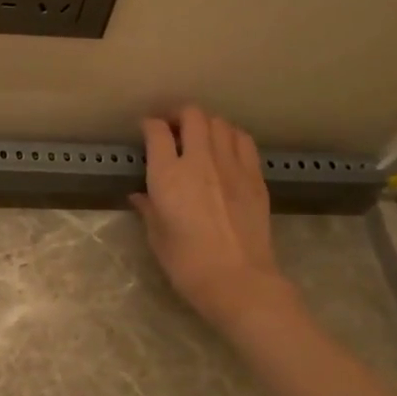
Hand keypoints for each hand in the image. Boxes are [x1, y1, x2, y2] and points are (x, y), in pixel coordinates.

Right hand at [132, 105, 296, 330]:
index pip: (157, 132)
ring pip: (220, 123)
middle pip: (192, 116)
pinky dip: (231, 137)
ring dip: (206, 124)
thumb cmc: (187, 263)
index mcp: (168, 175)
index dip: (150, 125)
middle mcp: (200, 161)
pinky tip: (226, 150)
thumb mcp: (157, 237)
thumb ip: (149, 209)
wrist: (238, 280)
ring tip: (200, 137)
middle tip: (173, 128)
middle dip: (179, 115)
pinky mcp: (255, 176)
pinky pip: (243, 141)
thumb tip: (141, 196)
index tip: (146, 131)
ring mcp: (232, 166)